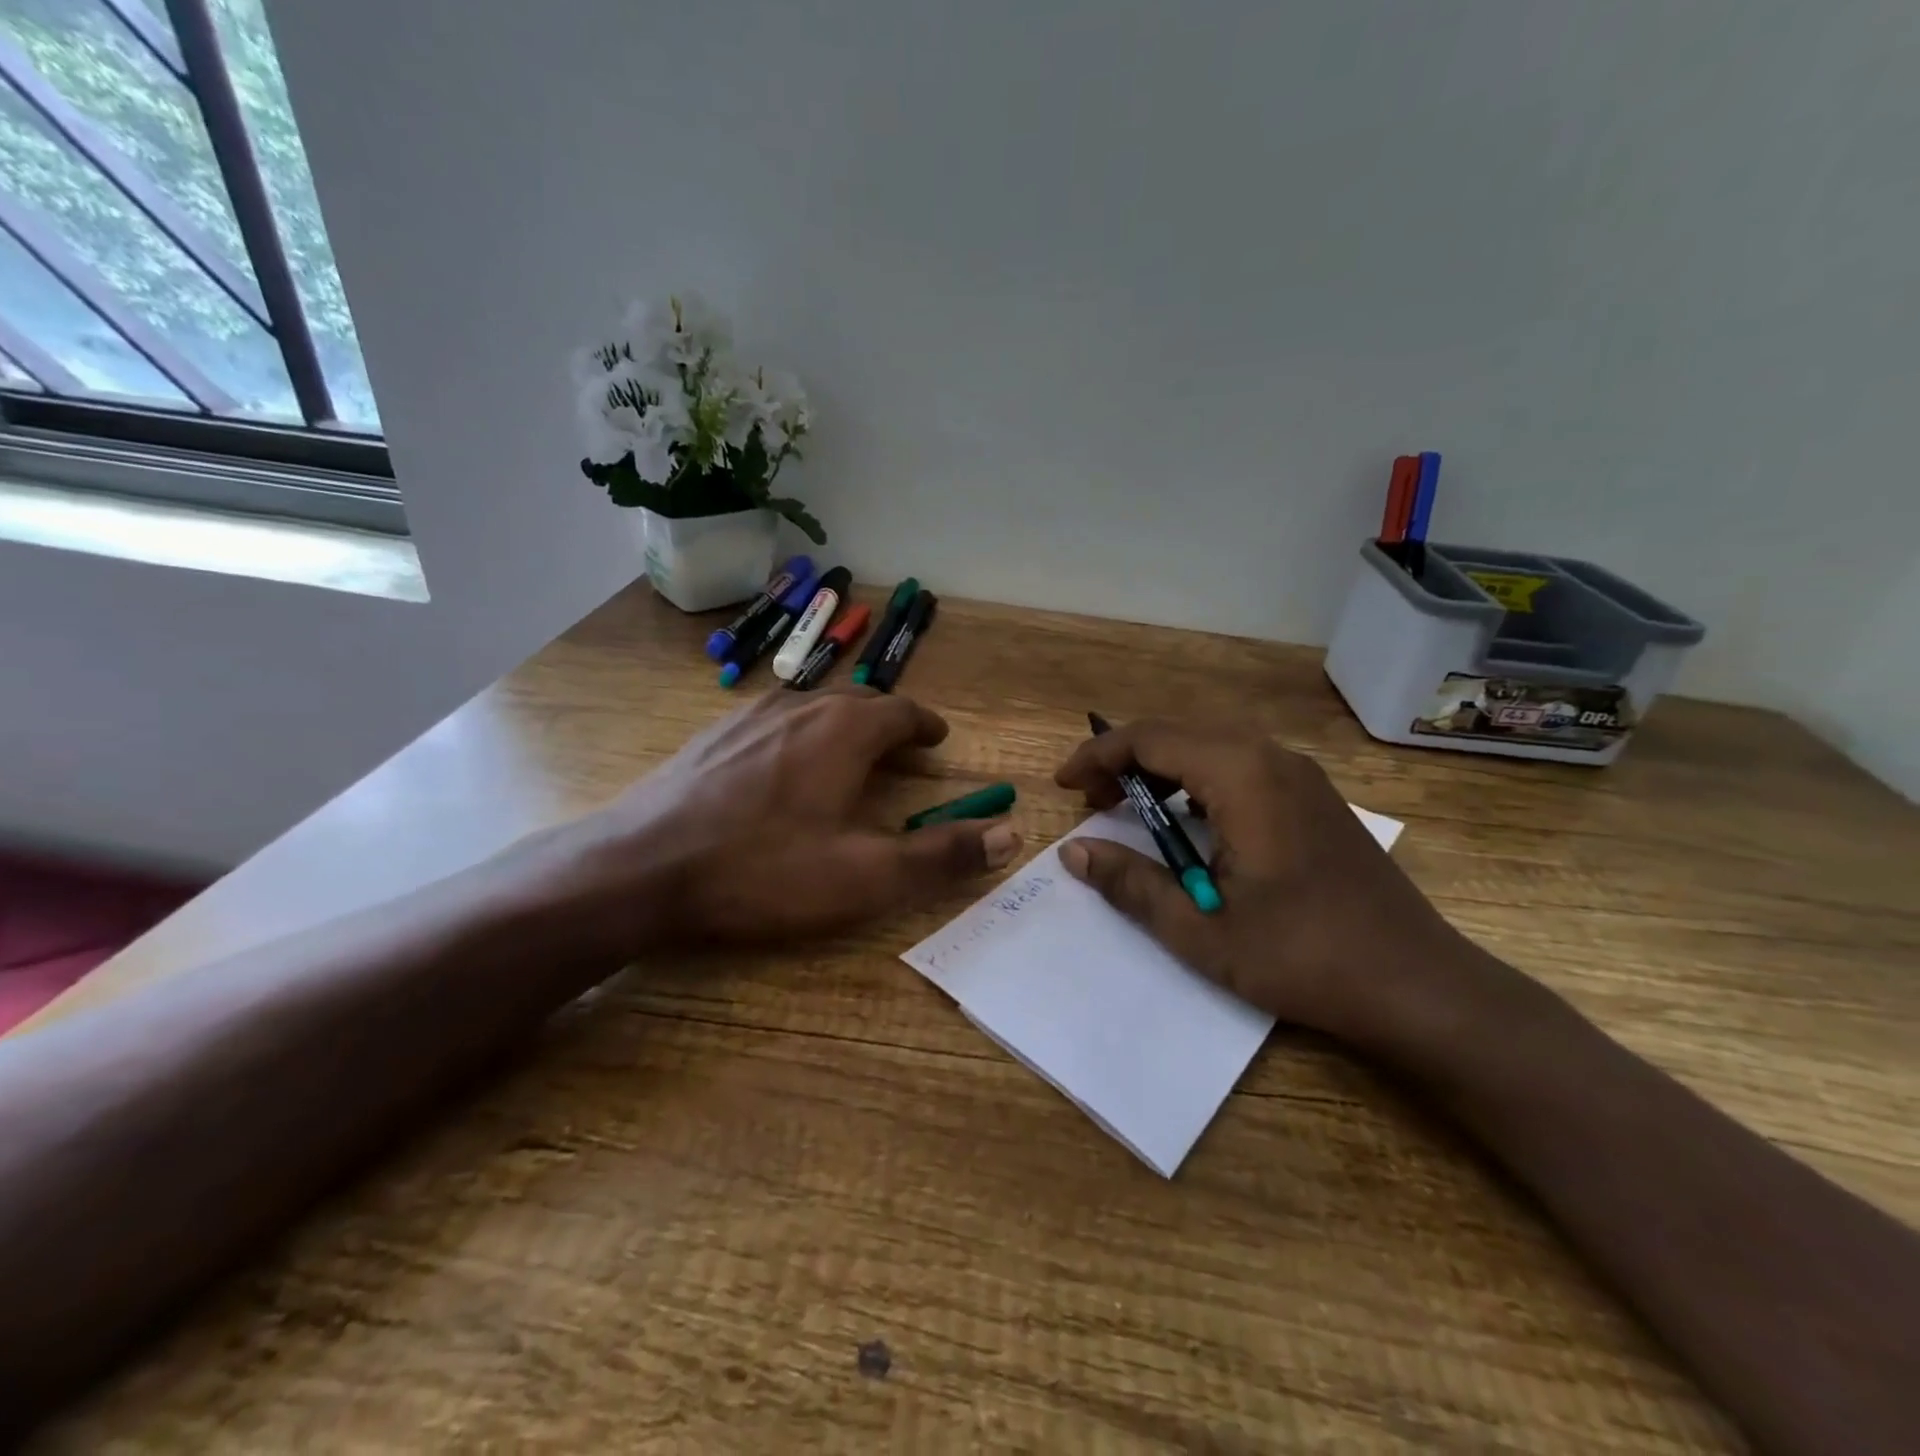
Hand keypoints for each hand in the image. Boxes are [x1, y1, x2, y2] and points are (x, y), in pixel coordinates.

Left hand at [522, 688, 1019, 956]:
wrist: (638, 868)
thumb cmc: (761, 871)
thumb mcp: (864, 875)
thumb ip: (940, 855)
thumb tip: (1010, 834)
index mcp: (843, 731)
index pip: (900, 711)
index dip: (925, 725)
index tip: (938, 740)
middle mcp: (799, 707)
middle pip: (857, 704)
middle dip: (887, 725)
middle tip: (901, 754)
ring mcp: (747, 717)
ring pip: (812, 709)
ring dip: (841, 727)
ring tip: (849, 757)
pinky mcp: (710, 736)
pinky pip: (772, 723)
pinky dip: (798, 736)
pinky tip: (782, 769)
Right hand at [1053, 719, 1511, 1054]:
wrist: (1417, 984)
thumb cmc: (1302, 956)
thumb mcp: (1201, 929)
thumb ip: (1131, 884)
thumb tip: (1074, 852)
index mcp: (1241, 776)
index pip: (1149, 739)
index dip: (1097, 756)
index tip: (1062, 785)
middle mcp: (1272, 758)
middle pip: (1179, 734)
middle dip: (1125, 760)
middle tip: (1091, 801)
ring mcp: (1301, 775)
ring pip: (1211, 746)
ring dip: (1162, 769)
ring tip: (1131, 808)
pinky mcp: (1315, 797)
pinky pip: (1241, 765)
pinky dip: (1198, 780)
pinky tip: (1190, 821)